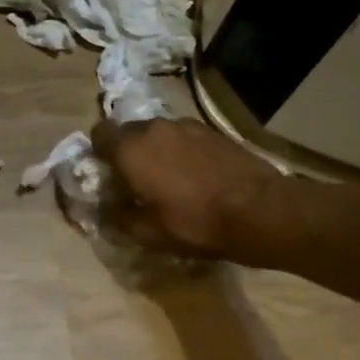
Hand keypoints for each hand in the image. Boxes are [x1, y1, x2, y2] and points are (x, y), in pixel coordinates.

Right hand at [91, 116, 284, 258]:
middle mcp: (154, 128)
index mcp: (131, 149)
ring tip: (170, 178)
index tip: (107, 174)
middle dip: (128, 151)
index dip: (99, 152)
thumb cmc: (196, 223)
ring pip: (159, 133)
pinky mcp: (213, 131)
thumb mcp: (149, 233)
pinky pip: (184, 137)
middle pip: (129, 131)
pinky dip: (182, 151)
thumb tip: (105, 208)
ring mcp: (187, 125)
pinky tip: (196, 175)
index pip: (99, 134)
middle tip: (136, 180)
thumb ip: (118, 217)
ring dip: (157, 150)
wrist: (261, 210)